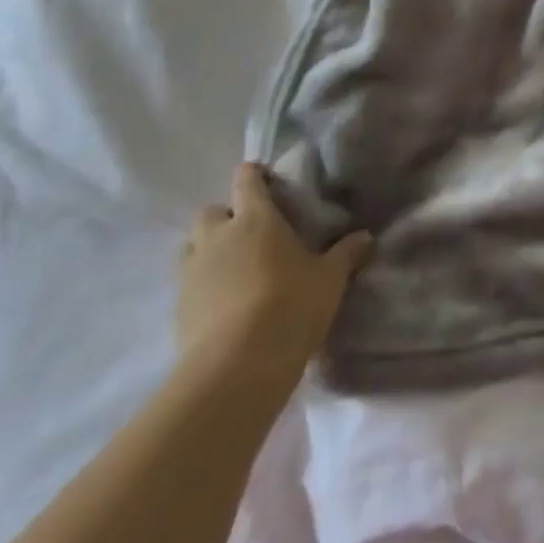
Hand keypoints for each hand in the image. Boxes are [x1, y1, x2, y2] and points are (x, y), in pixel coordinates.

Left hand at [177, 163, 371, 370]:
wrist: (236, 367)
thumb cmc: (289, 306)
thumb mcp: (329, 280)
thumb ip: (346, 254)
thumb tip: (366, 237)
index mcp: (255, 218)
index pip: (246, 180)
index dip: (254, 175)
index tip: (265, 179)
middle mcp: (218, 236)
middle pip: (212, 211)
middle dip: (226, 216)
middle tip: (250, 233)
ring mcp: (192, 271)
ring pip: (192, 245)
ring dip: (208, 249)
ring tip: (233, 268)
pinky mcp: (177, 307)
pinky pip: (187, 282)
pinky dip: (202, 284)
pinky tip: (223, 303)